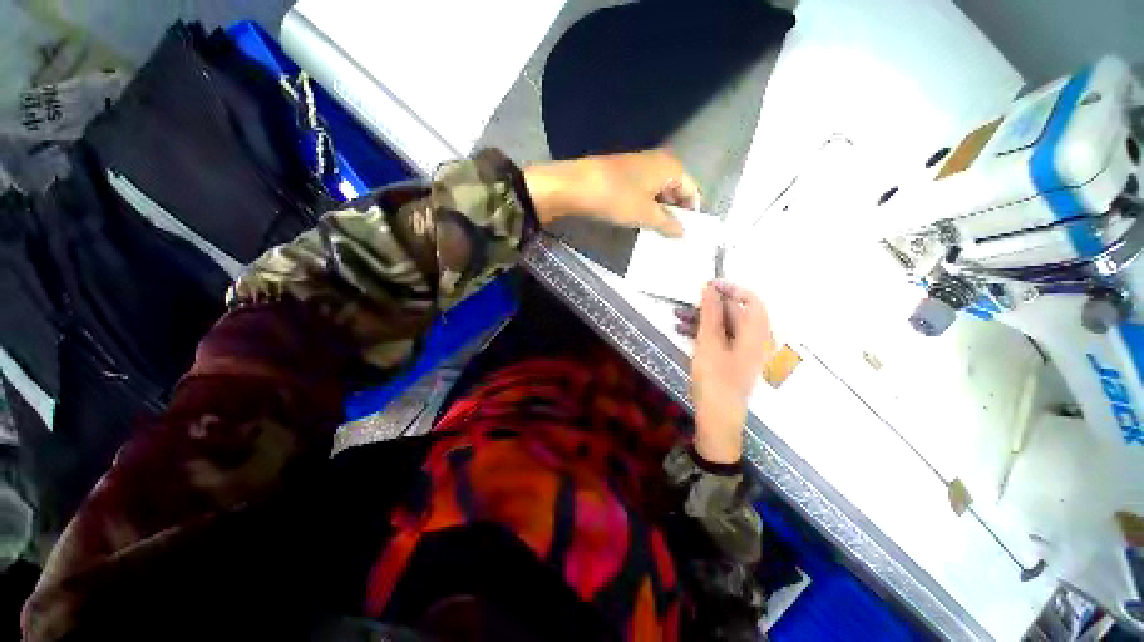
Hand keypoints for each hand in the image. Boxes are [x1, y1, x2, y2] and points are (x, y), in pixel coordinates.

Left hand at [523, 150, 699, 236]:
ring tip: (657, 233)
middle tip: (673, 237)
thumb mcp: (646, 214)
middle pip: (675, 190)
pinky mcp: (623, 175)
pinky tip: (640, 222)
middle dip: (675, 213)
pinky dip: (645, 207)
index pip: (692, 190)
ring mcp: (638, 167)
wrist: (575, 186)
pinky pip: (642, 193)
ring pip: (658, 192)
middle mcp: (657, 162)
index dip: (691, 213)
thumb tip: (683, 232)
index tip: (688, 234)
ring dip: (659, 212)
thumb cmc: (617, 198)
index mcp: (670, 166)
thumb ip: (668, 224)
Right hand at [677, 281, 774, 463]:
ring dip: (701, 320)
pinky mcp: (731, 361)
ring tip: (677, 317)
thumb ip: (711, 313)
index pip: (751, 300)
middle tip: (684, 304)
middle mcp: (753, 340)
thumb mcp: (709, 342)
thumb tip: (710, 288)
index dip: (731, 290)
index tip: (708, 286)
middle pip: (734, 314)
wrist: (717, 417)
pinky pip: (719, 339)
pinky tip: (682, 332)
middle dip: (708, 307)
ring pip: (723, 327)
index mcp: (755, 334)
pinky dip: (703, 333)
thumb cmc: (715, 378)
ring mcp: (742, 352)